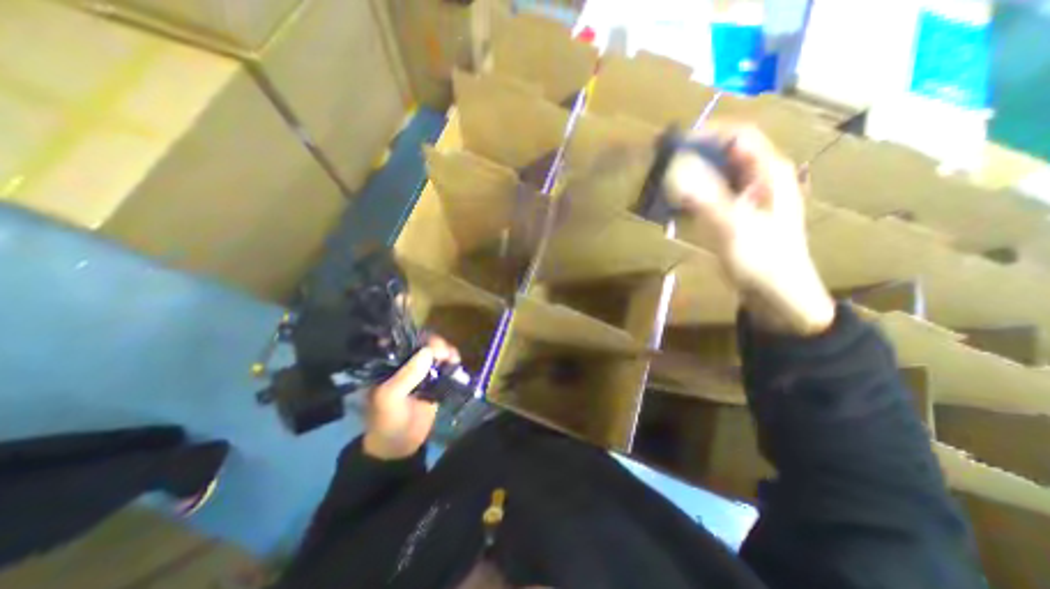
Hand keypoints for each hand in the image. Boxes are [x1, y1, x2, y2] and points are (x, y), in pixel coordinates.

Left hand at [364, 336, 457, 460]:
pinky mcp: (434, 379)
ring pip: (435, 352)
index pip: (401, 341)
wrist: (401, 447)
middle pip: (421, 344)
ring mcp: (420, 371)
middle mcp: (404, 364)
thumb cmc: (388, 422)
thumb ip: (406, 376)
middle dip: (435, 344)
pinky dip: (452, 361)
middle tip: (445, 353)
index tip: (430, 342)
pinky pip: (444, 364)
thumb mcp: (390, 399)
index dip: (416, 337)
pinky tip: (456, 364)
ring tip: (453, 359)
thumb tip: (428, 351)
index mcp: (387, 365)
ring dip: (446, 351)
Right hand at [662, 125, 838, 334]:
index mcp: (768, 173)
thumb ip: (704, 198)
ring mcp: (747, 197)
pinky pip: (712, 195)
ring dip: (691, 176)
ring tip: (665, 183)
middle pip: (725, 154)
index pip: (738, 136)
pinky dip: (693, 195)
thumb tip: (674, 171)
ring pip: (716, 175)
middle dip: (694, 156)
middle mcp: (759, 178)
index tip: (673, 145)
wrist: (777, 294)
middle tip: (664, 165)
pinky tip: (677, 204)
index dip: (707, 135)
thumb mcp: (733, 228)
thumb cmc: (762, 260)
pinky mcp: (736, 214)